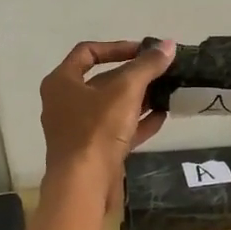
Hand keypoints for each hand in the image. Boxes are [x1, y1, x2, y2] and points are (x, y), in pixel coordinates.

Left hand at [40, 39, 175, 181]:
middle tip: (161, 72)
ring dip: (139, 99)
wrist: (83, 184)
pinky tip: (162, 117)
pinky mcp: (93, 151)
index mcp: (61, 82)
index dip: (117, 47)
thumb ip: (147, 66)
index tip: (144, 51)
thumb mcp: (126, 91)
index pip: (87, 52)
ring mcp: (78, 129)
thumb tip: (169, 44)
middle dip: (133, 76)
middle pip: (102, 80)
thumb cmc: (97, 129)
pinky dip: (137, 122)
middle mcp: (65, 103)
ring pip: (112, 107)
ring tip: (166, 92)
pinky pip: (117, 130)